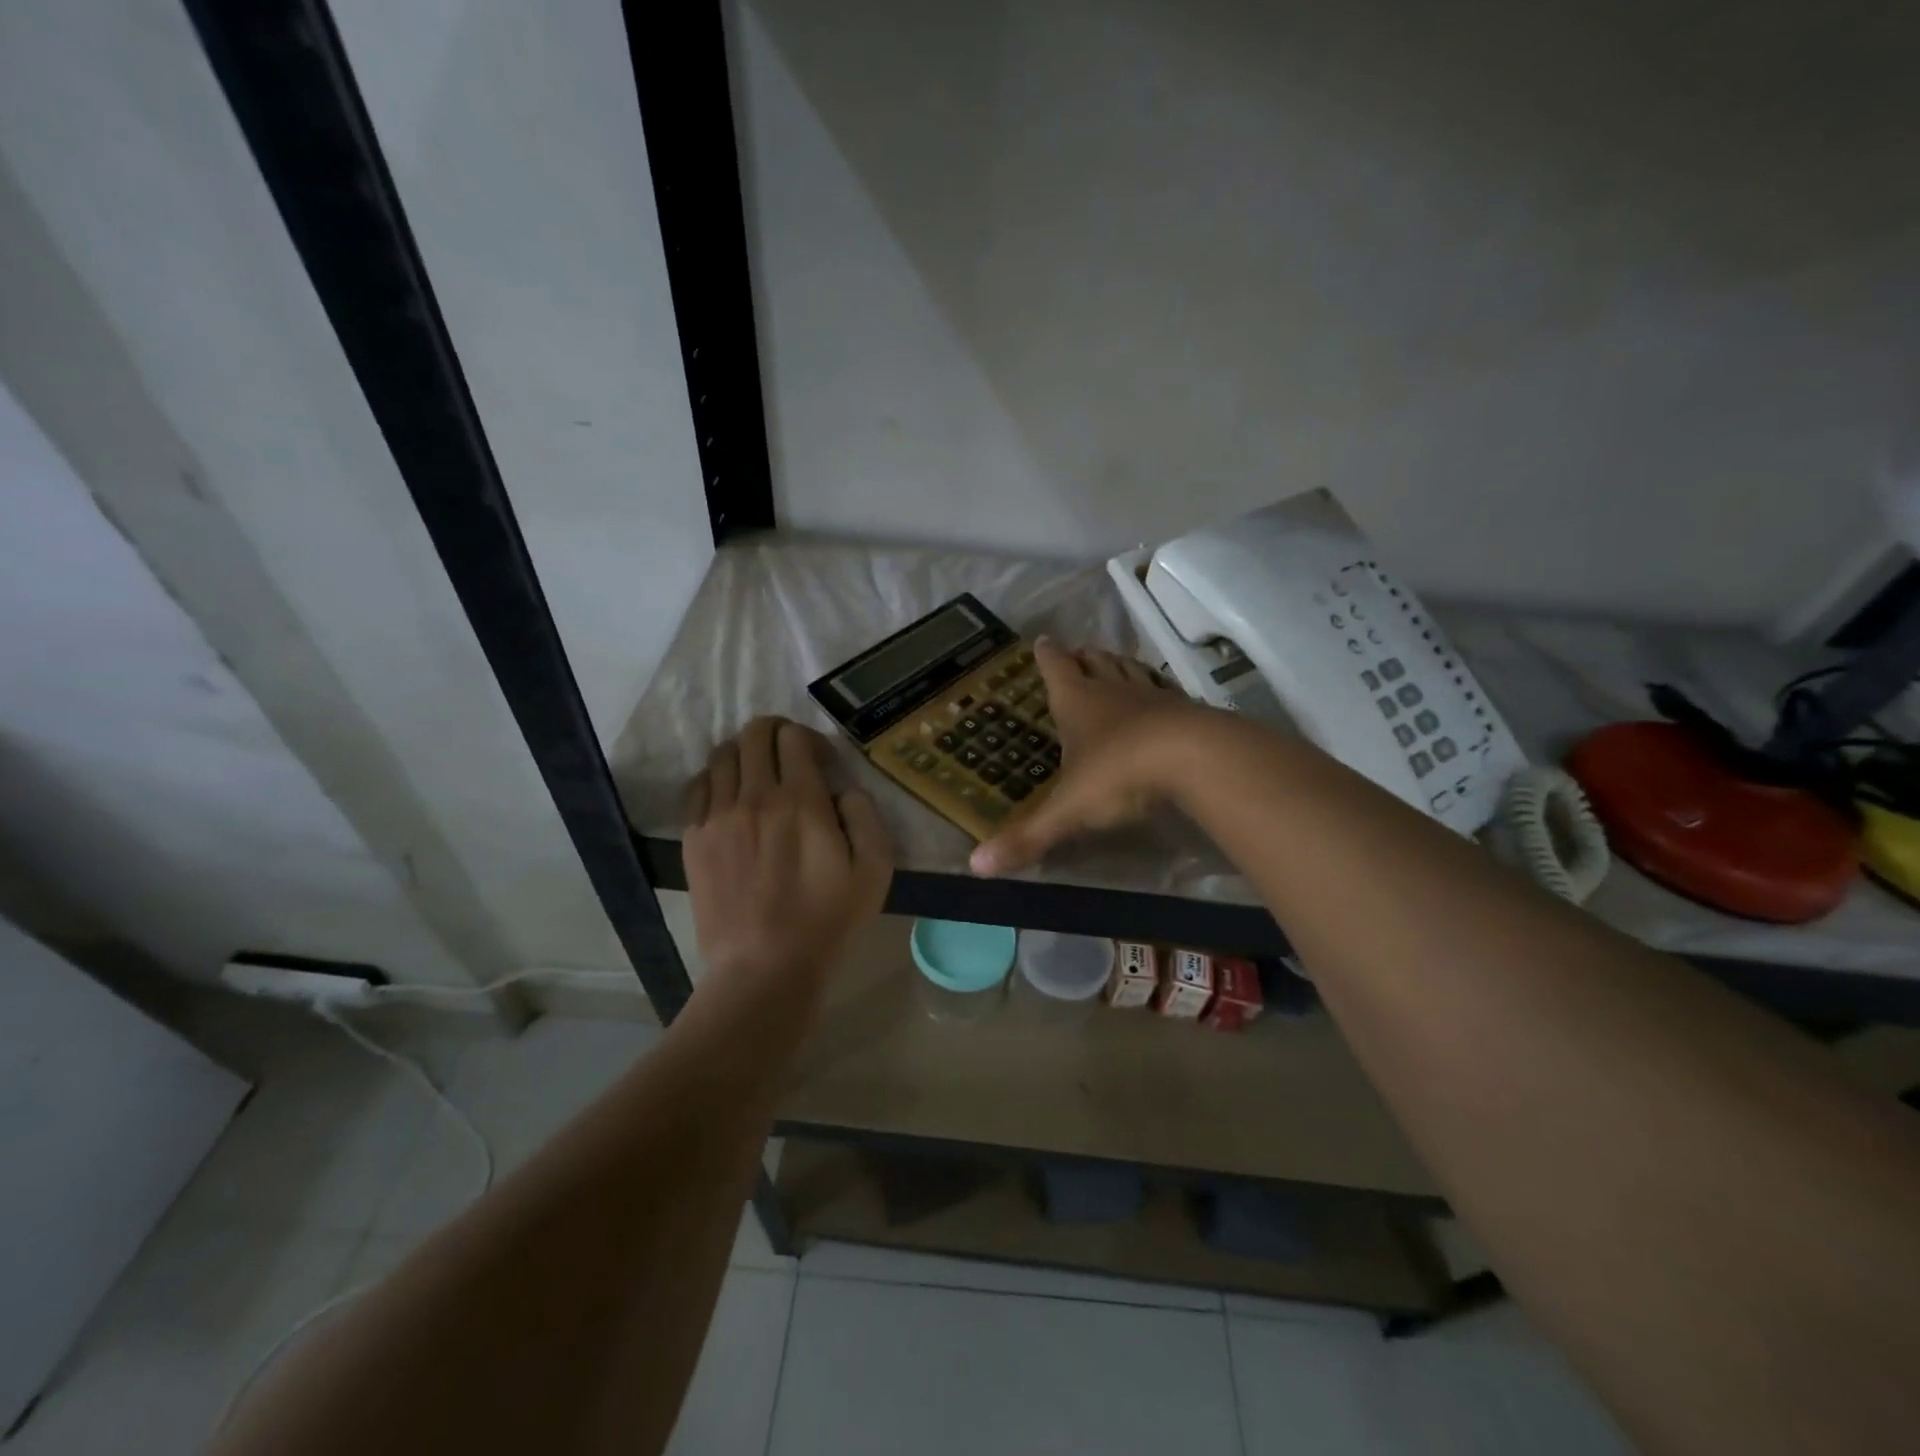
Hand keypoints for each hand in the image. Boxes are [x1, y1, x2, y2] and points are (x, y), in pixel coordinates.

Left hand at [683, 717, 893, 994]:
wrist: (765, 967)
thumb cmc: (827, 922)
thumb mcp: (874, 871)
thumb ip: (866, 816)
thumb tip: (845, 790)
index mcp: (801, 801)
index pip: (795, 738)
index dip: (812, 740)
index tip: (824, 764)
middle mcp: (755, 796)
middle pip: (755, 734)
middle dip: (776, 732)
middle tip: (790, 755)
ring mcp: (718, 816)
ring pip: (723, 755)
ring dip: (745, 753)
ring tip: (758, 775)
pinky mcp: (694, 838)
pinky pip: (698, 786)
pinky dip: (715, 779)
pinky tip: (729, 797)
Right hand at [970, 639, 1207, 876]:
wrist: (1195, 759)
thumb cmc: (1119, 774)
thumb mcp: (1068, 810)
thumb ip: (1028, 837)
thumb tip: (977, 866)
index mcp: (1077, 703)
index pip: (1056, 670)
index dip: (1047, 656)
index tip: (1043, 641)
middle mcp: (1114, 691)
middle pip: (1096, 662)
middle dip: (1084, 657)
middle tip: (1078, 652)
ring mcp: (1154, 697)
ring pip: (1132, 671)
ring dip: (1120, 666)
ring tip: (1115, 664)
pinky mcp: (1187, 711)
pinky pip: (1166, 691)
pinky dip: (1157, 689)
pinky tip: (1161, 698)